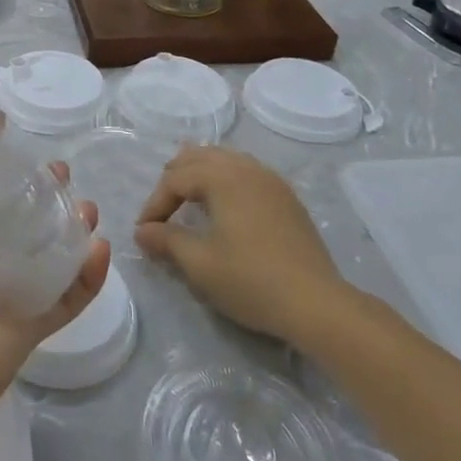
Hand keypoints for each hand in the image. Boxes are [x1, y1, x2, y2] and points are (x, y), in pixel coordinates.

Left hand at [0, 97, 111, 442]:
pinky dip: (89, 273)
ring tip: (84, 205)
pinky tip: (99, 247)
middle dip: (38, 185)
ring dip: (71, 224)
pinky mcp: (29, 323)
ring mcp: (3, 289)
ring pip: (47, 249)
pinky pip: (68, 295)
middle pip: (14, 209)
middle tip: (57, 169)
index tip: (6, 125)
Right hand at [134, 145, 356, 349]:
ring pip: (226, 160)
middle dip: (175, 178)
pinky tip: (225, 205)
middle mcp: (246, 168)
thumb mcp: (199, 264)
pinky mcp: (287, 198)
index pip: (175, 178)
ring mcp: (271, 180)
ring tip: (189, 199)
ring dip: (201, 174)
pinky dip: (226, 179)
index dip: (155, 203)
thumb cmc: (251, 280)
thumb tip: (142, 231)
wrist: (317, 304)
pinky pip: (247, 172)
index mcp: (222, 177)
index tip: (144, 232)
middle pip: (200, 156)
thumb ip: (166, 240)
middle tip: (162, 208)